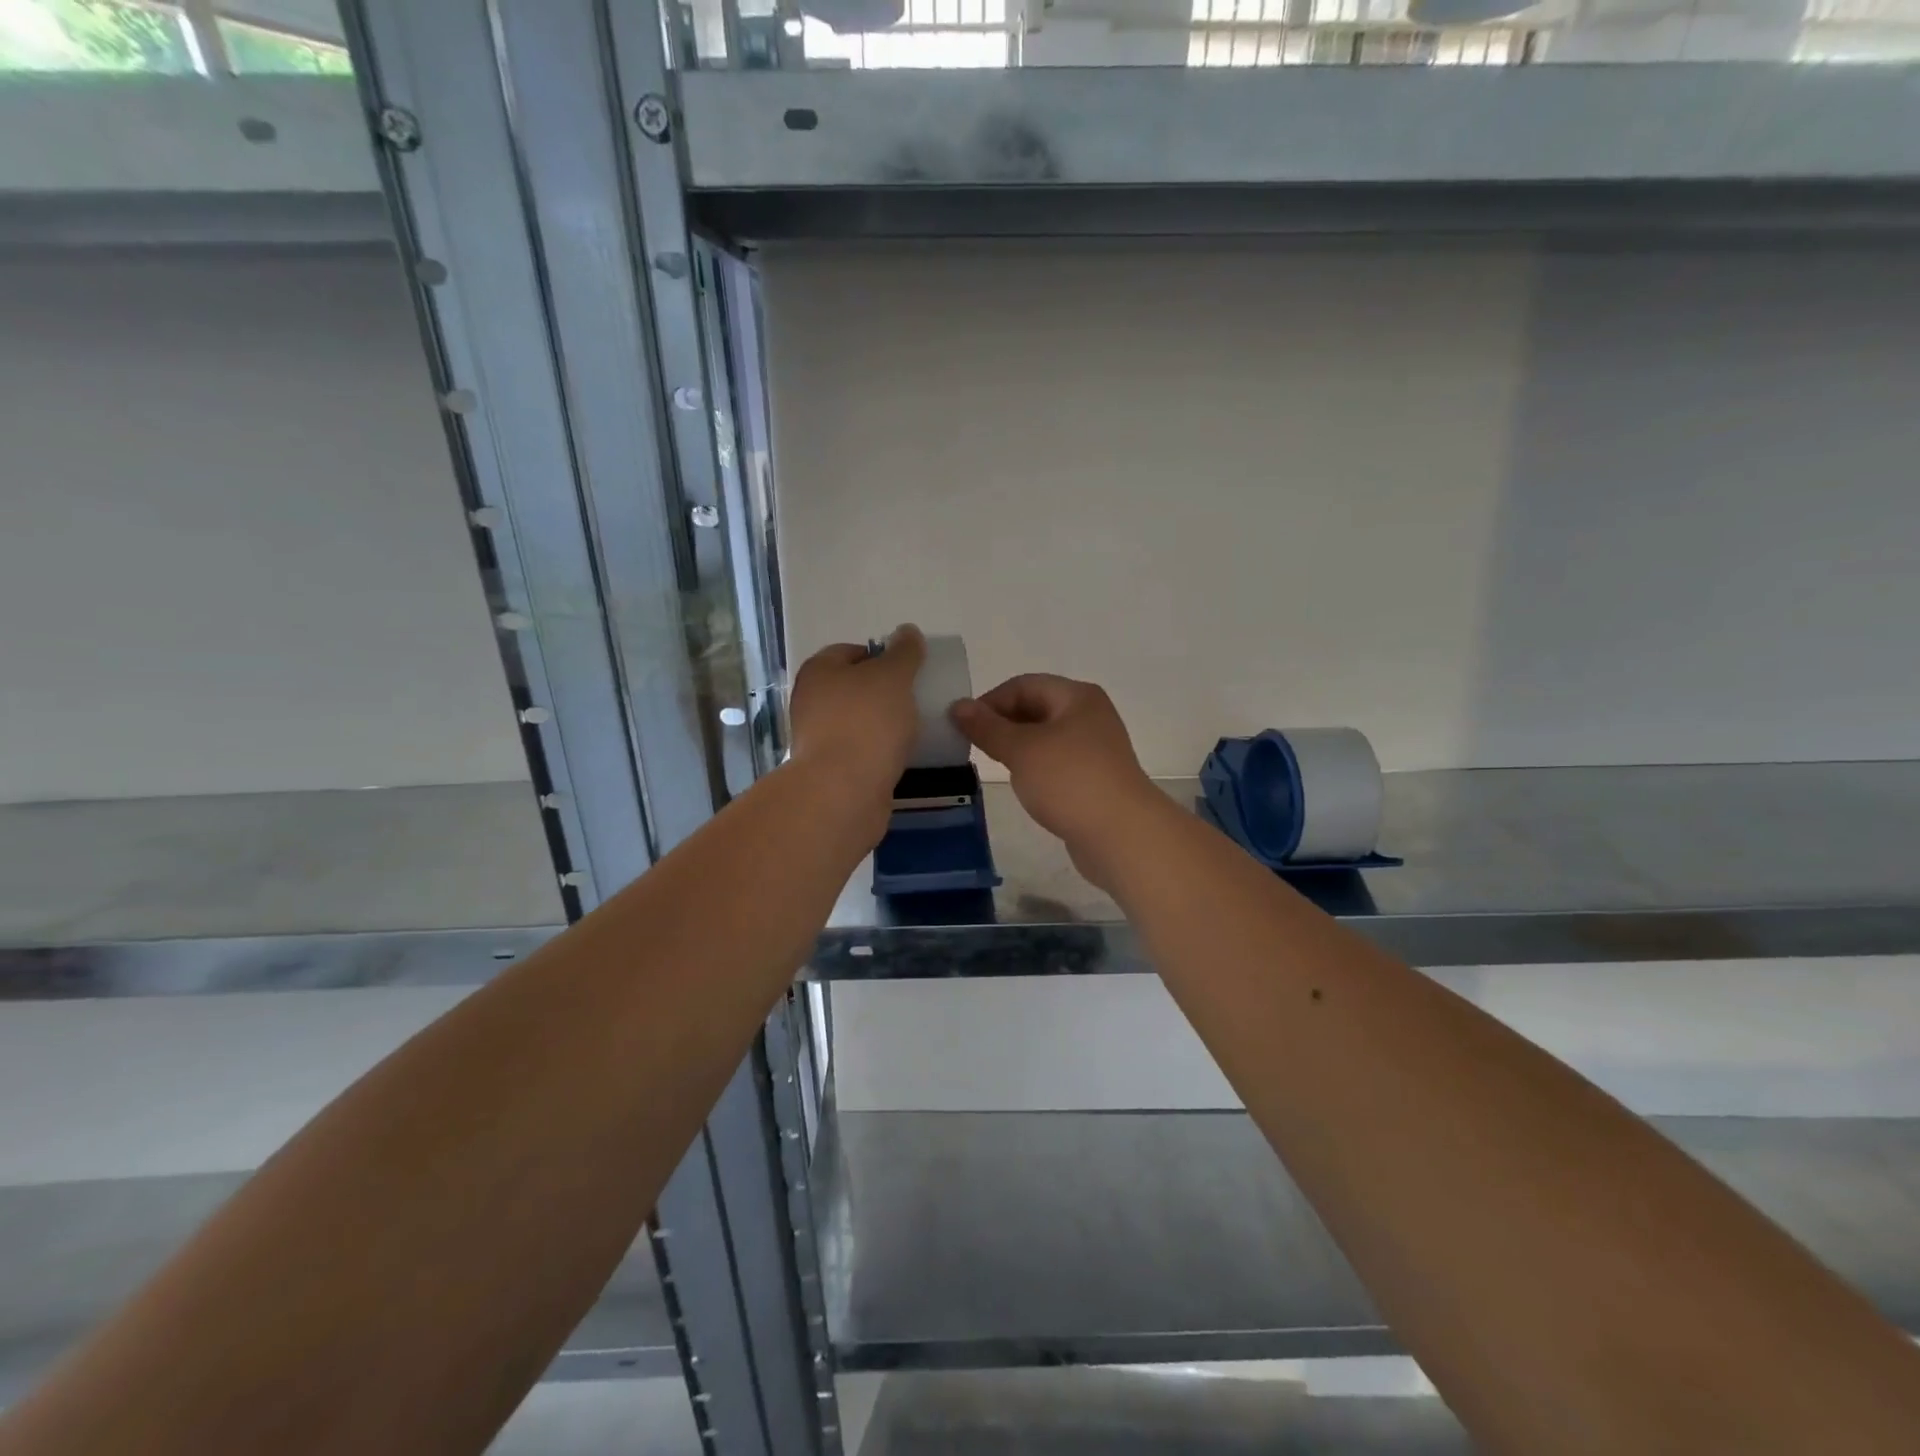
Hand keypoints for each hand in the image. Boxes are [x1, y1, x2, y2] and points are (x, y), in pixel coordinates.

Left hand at [788, 626, 925, 811]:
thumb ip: (904, 652)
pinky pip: (860, 752)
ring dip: (883, 724)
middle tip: (915, 698)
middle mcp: (811, 701)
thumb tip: (908, 631)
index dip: (881, 656)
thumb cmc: (867, 723)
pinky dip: (879, 752)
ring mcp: (818, 738)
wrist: (843, 791)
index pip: (851, 651)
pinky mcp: (830, 770)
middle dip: (884, 692)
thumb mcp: (893, 676)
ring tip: (914, 729)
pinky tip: (901, 756)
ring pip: (857, 722)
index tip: (910, 670)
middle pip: (854, 688)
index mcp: (818, 671)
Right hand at [951, 674, 1163, 886]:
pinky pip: (1056, 763)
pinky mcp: (1094, 778)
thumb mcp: (1021, 749)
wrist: (1122, 836)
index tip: (963, 727)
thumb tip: (958, 705)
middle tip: (973, 747)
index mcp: (1077, 696)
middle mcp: (1089, 715)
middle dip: (1002, 723)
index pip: (1023, 685)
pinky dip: (1034, 768)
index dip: (990, 701)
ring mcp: (1095, 748)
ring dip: (1017, 747)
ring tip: (993, 765)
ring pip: (1045, 737)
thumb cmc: (1069, 782)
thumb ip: (987, 727)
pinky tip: (1022, 785)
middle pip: (1036, 708)